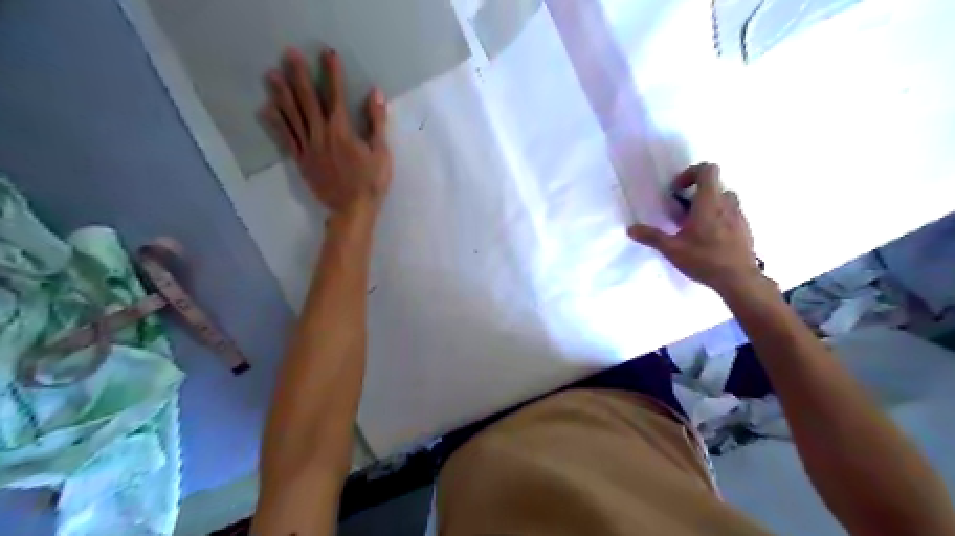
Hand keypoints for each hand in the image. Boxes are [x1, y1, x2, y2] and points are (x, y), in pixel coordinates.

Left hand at [260, 47, 388, 219]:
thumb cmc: (371, 182)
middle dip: (299, 76)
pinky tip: (266, 109)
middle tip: (288, 54)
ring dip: (281, 94)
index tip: (327, 54)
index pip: (336, 96)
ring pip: (292, 117)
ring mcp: (308, 148)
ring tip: (271, 74)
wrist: (353, 210)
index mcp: (342, 132)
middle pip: (308, 101)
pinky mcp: (302, 161)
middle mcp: (321, 135)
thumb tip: (375, 94)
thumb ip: (377, 123)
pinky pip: (286, 139)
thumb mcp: (381, 153)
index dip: (332, 74)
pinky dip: (276, 123)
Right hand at [629, 163, 762, 295]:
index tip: (677, 190)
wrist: (738, 279)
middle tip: (683, 211)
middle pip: (715, 184)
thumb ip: (651, 236)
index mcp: (709, 202)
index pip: (707, 170)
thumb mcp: (672, 249)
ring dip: (710, 205)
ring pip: (725, 199)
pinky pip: (731, 215)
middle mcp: (726, 204)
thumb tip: (631, 229)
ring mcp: (739, 216)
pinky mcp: (745, 230)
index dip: (691, 173)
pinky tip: (708, 239)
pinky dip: (719, 219)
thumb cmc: (704, 259)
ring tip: (695, 225)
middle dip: (697, 192)